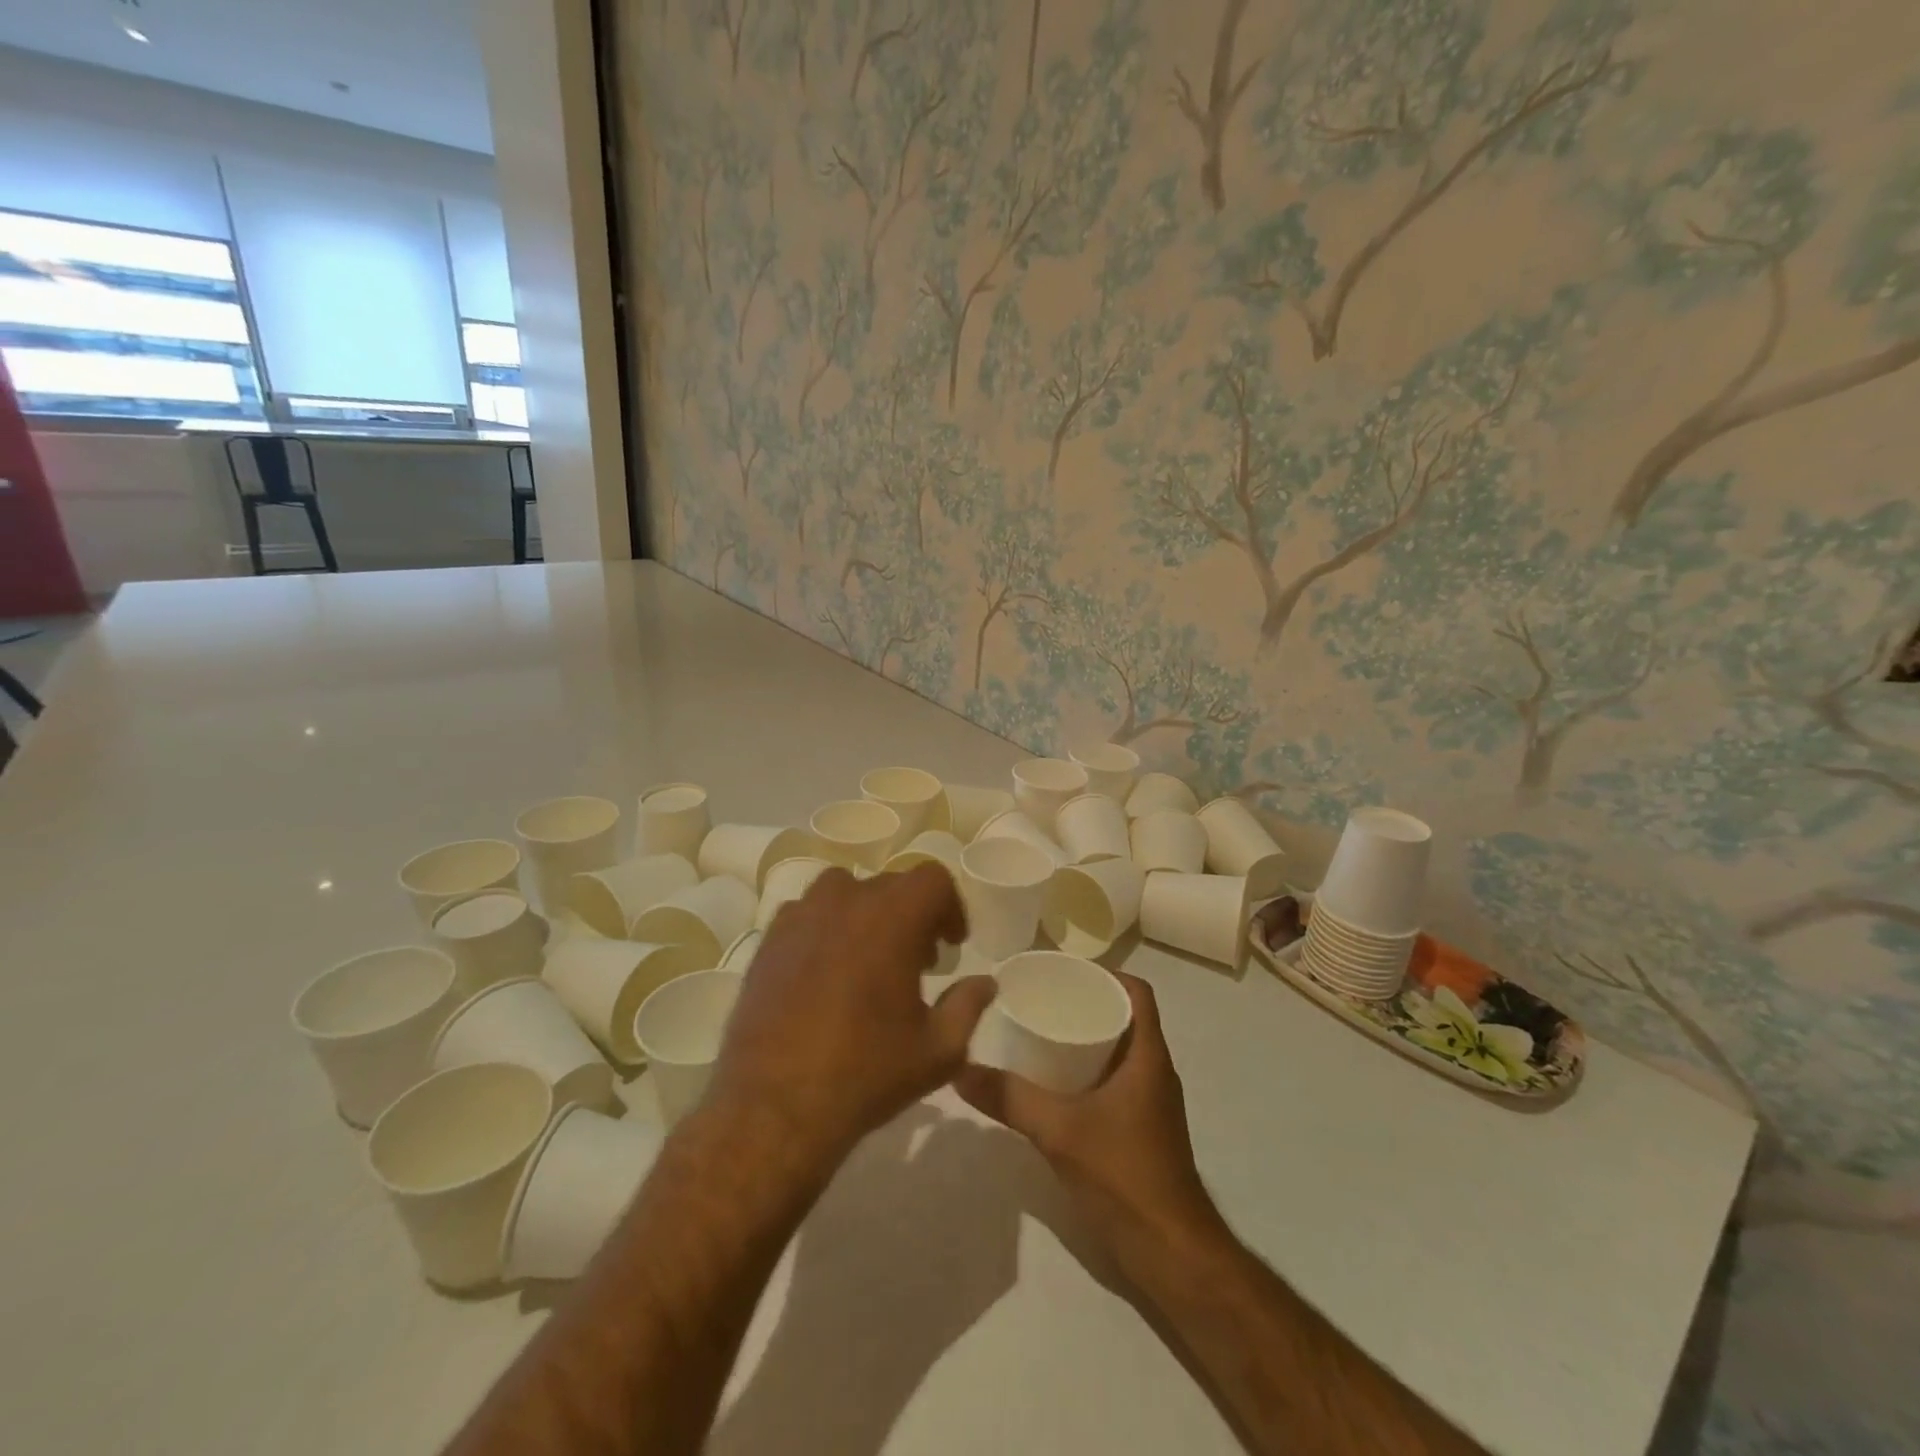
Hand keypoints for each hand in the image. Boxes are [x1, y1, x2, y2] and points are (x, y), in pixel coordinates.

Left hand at [708, 863, 994, 1164]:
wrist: (775, 1105)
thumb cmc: (867, 1072)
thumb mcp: (938, 1049)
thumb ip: (968, 1006)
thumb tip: (985, 982)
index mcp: (894, 917)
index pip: (932, 879)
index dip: (949, 907)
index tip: (950, 945)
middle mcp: (847, 901)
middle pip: (891, 885)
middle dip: (912, 915)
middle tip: (918, 961)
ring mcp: (802, 916)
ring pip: (844, 891)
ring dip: (866, 913)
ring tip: (868, 958)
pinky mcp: (769, 940)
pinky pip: (806, 914)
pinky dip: (825, 928)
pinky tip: (825, 972)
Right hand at [956, 974, 1223, 1274]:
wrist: (1171, 1253)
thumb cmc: (1124, 1176)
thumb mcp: (1059, 1131)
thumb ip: (1010, 1099)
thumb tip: (960, 1069)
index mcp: (1148, 1057)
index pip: (1137, 993)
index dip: (1106, 974)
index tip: (1065, 972)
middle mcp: (1154, 1072)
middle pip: (1125, 1018)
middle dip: (1086, 1004)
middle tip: (1041, 1000)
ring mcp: (1150, 1104)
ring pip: (1119, 1052)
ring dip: (1086, 1039)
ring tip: (1040, 1033)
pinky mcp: (1142, 1131)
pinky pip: (1114, 1082)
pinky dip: (1087, 1072)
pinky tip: (1053, 1084)